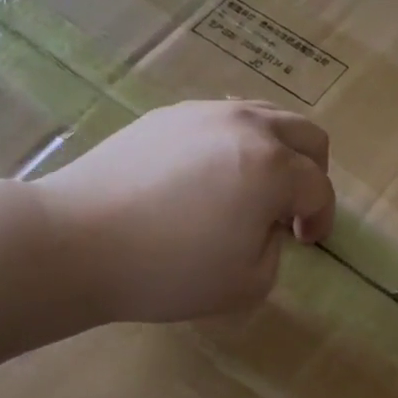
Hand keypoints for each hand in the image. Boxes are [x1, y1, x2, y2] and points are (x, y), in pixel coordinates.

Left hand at [38, 100, 334, 324]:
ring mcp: (204, 114)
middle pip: (306, 135)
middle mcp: (246, 126)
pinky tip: (208, 178)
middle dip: (312, 173)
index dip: (321, 219)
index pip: (319, 188)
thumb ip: (275, 249)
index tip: (305, 244)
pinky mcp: (167, 116)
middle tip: (292, 209)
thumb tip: (264, 224)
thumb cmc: (168, 270)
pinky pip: (221, 120)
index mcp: (273, 167)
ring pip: (265, 116)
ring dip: (276, 152)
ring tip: (252, 188)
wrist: (75, 241)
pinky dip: (235, 144)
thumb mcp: (248, 283)